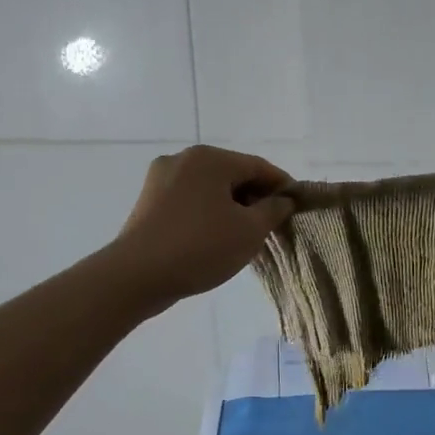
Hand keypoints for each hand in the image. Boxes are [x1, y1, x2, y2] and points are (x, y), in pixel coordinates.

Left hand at [111, 146, 292, 309]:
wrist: (137, 275)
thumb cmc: (201, 247)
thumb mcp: (250, 231)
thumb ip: (273, 210)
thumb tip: (283, 200)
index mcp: (210, 158)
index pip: (259, 166)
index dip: (282, 186)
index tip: (297, 206)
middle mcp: (184, 159)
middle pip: (233, 174)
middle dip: (255, 197)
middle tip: (272, 224)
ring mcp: (161, 179)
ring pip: (210, 188)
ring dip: (232, 206)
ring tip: (246, 234)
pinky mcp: (149, 201)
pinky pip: (190, 200)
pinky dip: (209, 212)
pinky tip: (216, 236)